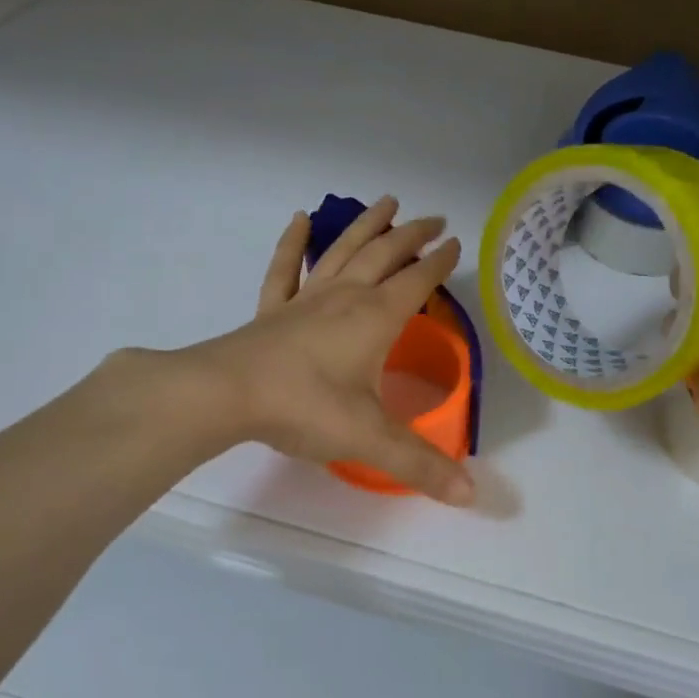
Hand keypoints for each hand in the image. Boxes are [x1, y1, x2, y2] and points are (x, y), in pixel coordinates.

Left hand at [159, 196, 474, 504]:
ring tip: (386, 202)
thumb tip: (472, 495)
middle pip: (383, 255)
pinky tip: (300, 220)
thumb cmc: (304, 408)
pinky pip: (285, 268)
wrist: (226, 395)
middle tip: (433, 219)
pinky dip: (293, 242)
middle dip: (411, 235)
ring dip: (366, 225)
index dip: (439, 263)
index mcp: (374, 318)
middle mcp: (344, 298)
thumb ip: (421, 464)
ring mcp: (305, 299)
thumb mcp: (369, 438)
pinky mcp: (272, 310)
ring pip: (342, 251)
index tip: (457, 244)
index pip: (416, 281)